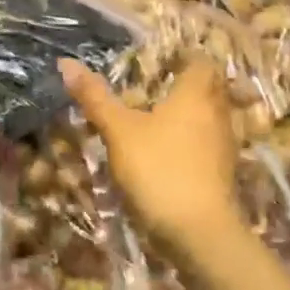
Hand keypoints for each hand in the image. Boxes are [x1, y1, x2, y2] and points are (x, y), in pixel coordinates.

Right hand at [58, 56, 241, 254]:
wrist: (199, 232)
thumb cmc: (159, 169)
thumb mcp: (119, 131)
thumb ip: (95, 97)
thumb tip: (66, 62)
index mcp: (196, 94)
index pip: (201, 61)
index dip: (184, 57)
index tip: (161, 59)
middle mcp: (217, 113)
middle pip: (209, 88)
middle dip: (186, 85)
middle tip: (154, 86)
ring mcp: (224, 146)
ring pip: (209, 118)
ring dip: (188, 115)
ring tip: (155, 119)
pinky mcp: (222, 174)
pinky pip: (206, 145)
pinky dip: (190, 143)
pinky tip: (165, 154)